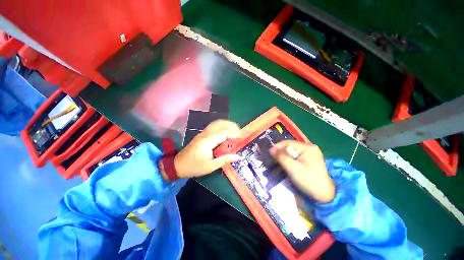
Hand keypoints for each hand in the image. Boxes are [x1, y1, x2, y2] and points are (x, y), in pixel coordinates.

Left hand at [170, 120, 241, 178]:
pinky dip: (221, 126)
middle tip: (240, 131)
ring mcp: (203, 133)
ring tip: (235, 129)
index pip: (224, 133)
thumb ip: (225, 160)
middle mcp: (205, 134)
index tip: (242, 136)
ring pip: (216, 123)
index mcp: (208, 141)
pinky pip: (213, 126)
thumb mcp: (211, 166)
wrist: (178, 165)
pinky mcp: (201, 135)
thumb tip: (238, 156)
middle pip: (220, 124)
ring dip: (227, 124)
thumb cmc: (194, 167)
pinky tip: (225, 131)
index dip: (234, 133)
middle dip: (232, 126)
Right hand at [270, 140, 334, 202]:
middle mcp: (310, 148)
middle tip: (273, 158)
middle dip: (281, 152)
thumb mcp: (293, 168)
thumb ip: (281, 157)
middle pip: (290, 147)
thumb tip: (271, 149)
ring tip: (277, 161)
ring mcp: (310, 153)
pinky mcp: (309, 159)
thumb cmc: (309, 181)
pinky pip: (296, 156)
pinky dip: (289, 159)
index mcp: (308, 148)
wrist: (324, 195)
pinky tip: (286, 164)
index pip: (288, 143)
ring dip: (284, 156)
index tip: (270, 153)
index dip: (278, 147)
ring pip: (292, 152)